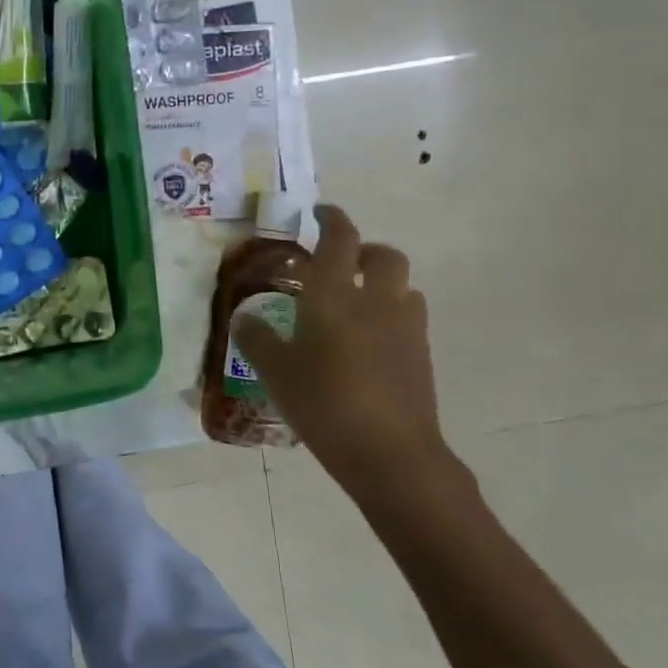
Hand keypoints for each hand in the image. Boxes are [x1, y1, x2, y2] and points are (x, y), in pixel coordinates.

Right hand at [231, 205, 458, 501]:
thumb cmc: (324, 404)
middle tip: (341, 264)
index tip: (320, 212)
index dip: (332, 218)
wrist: (391, 454)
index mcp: (335, 295)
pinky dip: (392, 315)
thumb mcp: (275, 372)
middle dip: (364, 250)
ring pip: (403, 286)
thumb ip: (257, 339)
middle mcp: (376, 301)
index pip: (340, 239)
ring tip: (357, 304)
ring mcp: (405, 328)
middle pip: (384, 255)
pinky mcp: (422, 355)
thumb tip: (245, 318)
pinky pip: (409, 318)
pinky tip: (370, 342)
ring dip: (383, 283)